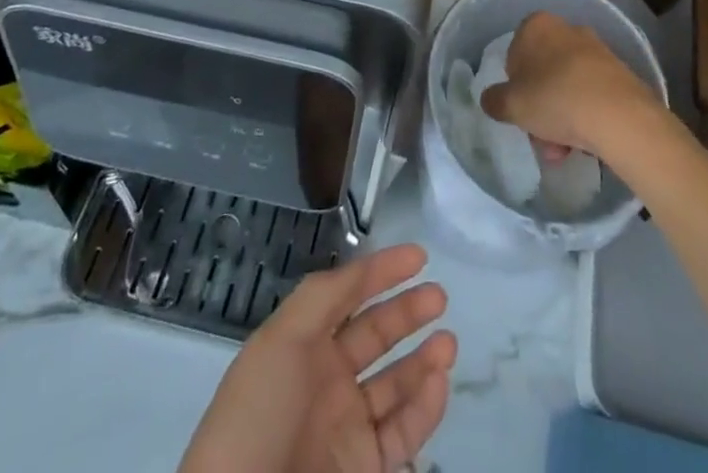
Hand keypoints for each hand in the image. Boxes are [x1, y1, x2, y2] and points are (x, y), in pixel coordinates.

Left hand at [177, 242, 457, 472]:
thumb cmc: (259, 414)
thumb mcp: (279, 340)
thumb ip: (323, 296)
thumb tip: (362, 268)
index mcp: (302, 345)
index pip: (348, 296)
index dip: (381, 272)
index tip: (419, 255)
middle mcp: (326, 380)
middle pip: (375, 335)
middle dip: (407, 311)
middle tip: (439, 296)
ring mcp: (347, 427)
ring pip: (395, 384)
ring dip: (423, 360)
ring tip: (448, 342)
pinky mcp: (365, 469)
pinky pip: (402, 433)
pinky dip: (425, 408)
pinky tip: (439, 383)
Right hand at [478, 11, 666, 158]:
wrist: (619, 115)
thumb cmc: (555, 99)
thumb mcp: (511, 104)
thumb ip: (494, 100)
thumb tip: (492, 99)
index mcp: (537, 25)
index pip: (514, 53)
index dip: (514, 85)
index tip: (520, 109)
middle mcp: (567, 28)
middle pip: (543, 72)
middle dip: (540, 107)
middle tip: (541, 137)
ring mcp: (596, 49)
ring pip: (567, 85)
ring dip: (561, 117)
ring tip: (564, 150)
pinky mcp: (619, 72)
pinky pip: (591, 93)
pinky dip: (585, 115)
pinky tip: (585, 143)